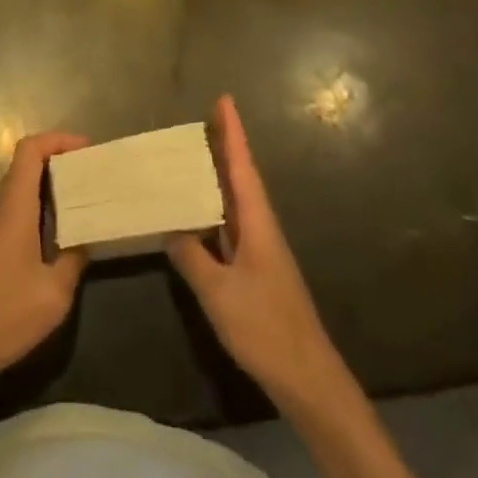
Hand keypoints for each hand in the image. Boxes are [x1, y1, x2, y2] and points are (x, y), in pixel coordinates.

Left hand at [0, 131, 89, 391]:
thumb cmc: (4, 313)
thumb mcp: (53, 292)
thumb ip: (74, 260)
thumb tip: (87, 239)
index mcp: (16, 207)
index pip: (29, 150)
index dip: (57, 140)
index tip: (87, 149)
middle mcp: (5, 209)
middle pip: (27, 163)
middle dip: (61, 158)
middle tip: (93, 171)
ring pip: (25, 187)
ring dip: (54, 182)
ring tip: (87, 195)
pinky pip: (24, 209)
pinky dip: (46, 206)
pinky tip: (67, 230)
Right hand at [169, 96, 345, 408]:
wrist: (306, 378)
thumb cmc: (265, 327)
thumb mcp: (219, 293)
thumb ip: (192, 257)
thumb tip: (170, 228)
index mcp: (257, 222)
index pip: (242, 166)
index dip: (232, 132)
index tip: (224, 99)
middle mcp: (261, 227)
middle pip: (240, 176)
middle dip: (224, 145)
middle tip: (202, 118)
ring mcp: (260, 248)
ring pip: (235, 200)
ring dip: (218, 175)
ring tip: (193, 154)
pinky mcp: (255, 269)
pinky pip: (230, 224)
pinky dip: (214, 208)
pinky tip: (197, 212)